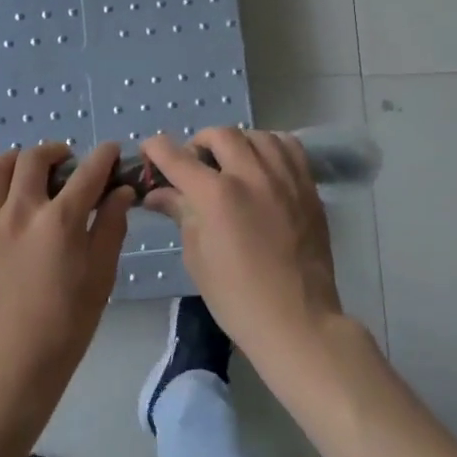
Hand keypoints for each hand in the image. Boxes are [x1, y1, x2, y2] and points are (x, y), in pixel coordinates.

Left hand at [0, 142, 134, 417]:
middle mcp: (21, 211)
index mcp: (61, 221)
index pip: (88, 173)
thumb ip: (111, 227)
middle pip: (35, 159)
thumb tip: (120, 191)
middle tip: (64, 164)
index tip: (110, 151)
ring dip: (16, 161)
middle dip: (55, 152)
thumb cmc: (66, 324)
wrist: (10, 363)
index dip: (104, 156)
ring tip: (24, 171)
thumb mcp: (101, 277)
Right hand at [142, 128, 344, 355]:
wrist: (295, 320)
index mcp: (216, 196)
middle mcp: (251, 176)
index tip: (149, 149)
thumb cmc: (236, 297)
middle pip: (220, 135)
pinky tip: (263, 166)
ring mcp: (285, 179)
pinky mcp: (308, 188)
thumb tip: (157, 193)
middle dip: (199, 144)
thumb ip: (180, 213)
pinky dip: (270, 147)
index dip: (156, 149)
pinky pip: (289, 148)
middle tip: (194, 165)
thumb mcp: (197, 256)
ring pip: (257, 135)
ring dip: (236, 143)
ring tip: (231, 163)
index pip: (177, 157)